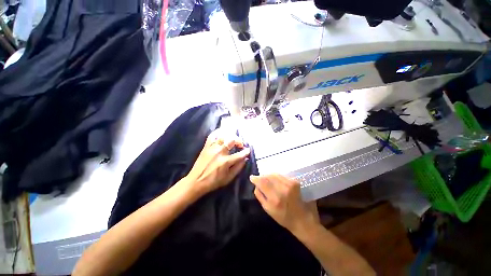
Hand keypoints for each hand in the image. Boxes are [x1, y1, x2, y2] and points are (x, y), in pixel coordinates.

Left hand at [186, 129, 249, 195]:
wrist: (196, 181)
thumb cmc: (213, 181)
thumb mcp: (228, 178)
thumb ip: (238, 168)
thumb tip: (245, 159)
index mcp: (226, 161)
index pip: (240, 154)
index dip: (246, 152)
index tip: (248, 150)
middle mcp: (219, 152)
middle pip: (232, 140)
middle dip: (239, 141)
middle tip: (240, 144)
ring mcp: (212, 148)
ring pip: (223, 136)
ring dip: (231, 136)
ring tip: (233, 139)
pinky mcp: (206, 146)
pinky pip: (212, 135)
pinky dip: (218, 132)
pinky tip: (222, 133)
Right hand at [250, 174, 318, 234]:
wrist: (303, 219)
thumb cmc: (284, 217)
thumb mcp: (267, 209)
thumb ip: (259, 195)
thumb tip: (256, 185)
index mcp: (275, 198)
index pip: (262, 182)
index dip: (256, 178)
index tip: (252, 177)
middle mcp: (283, 189)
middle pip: (268, 176)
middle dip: (262, 176)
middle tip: (259, 179)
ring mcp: (290, 184)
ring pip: (275, 174)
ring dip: (269, 176)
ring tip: (267, 179)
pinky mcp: (295, 182)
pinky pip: (281, 175)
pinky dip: (276, 177)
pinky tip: (275, 180)